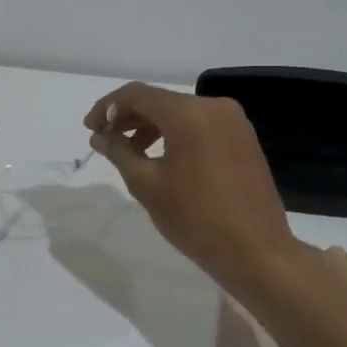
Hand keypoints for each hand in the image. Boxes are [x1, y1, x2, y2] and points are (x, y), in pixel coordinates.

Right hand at [85, 82, 296, 287]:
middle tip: (104, 139)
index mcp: (189, 113)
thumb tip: (100, 136)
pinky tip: (160, 156)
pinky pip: (200, 125)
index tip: (89, 128)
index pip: (137, 94)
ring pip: (180, 112)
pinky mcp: (242, 138)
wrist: (257, 252)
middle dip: (128, 116)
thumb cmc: (196, 218)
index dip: (107, 108)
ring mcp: (233, 121)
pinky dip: (175, 133)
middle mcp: (214, 106)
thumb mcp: (147, 185)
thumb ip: (119, 152)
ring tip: (129, 151)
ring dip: (151, 126)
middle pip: (159, 100)